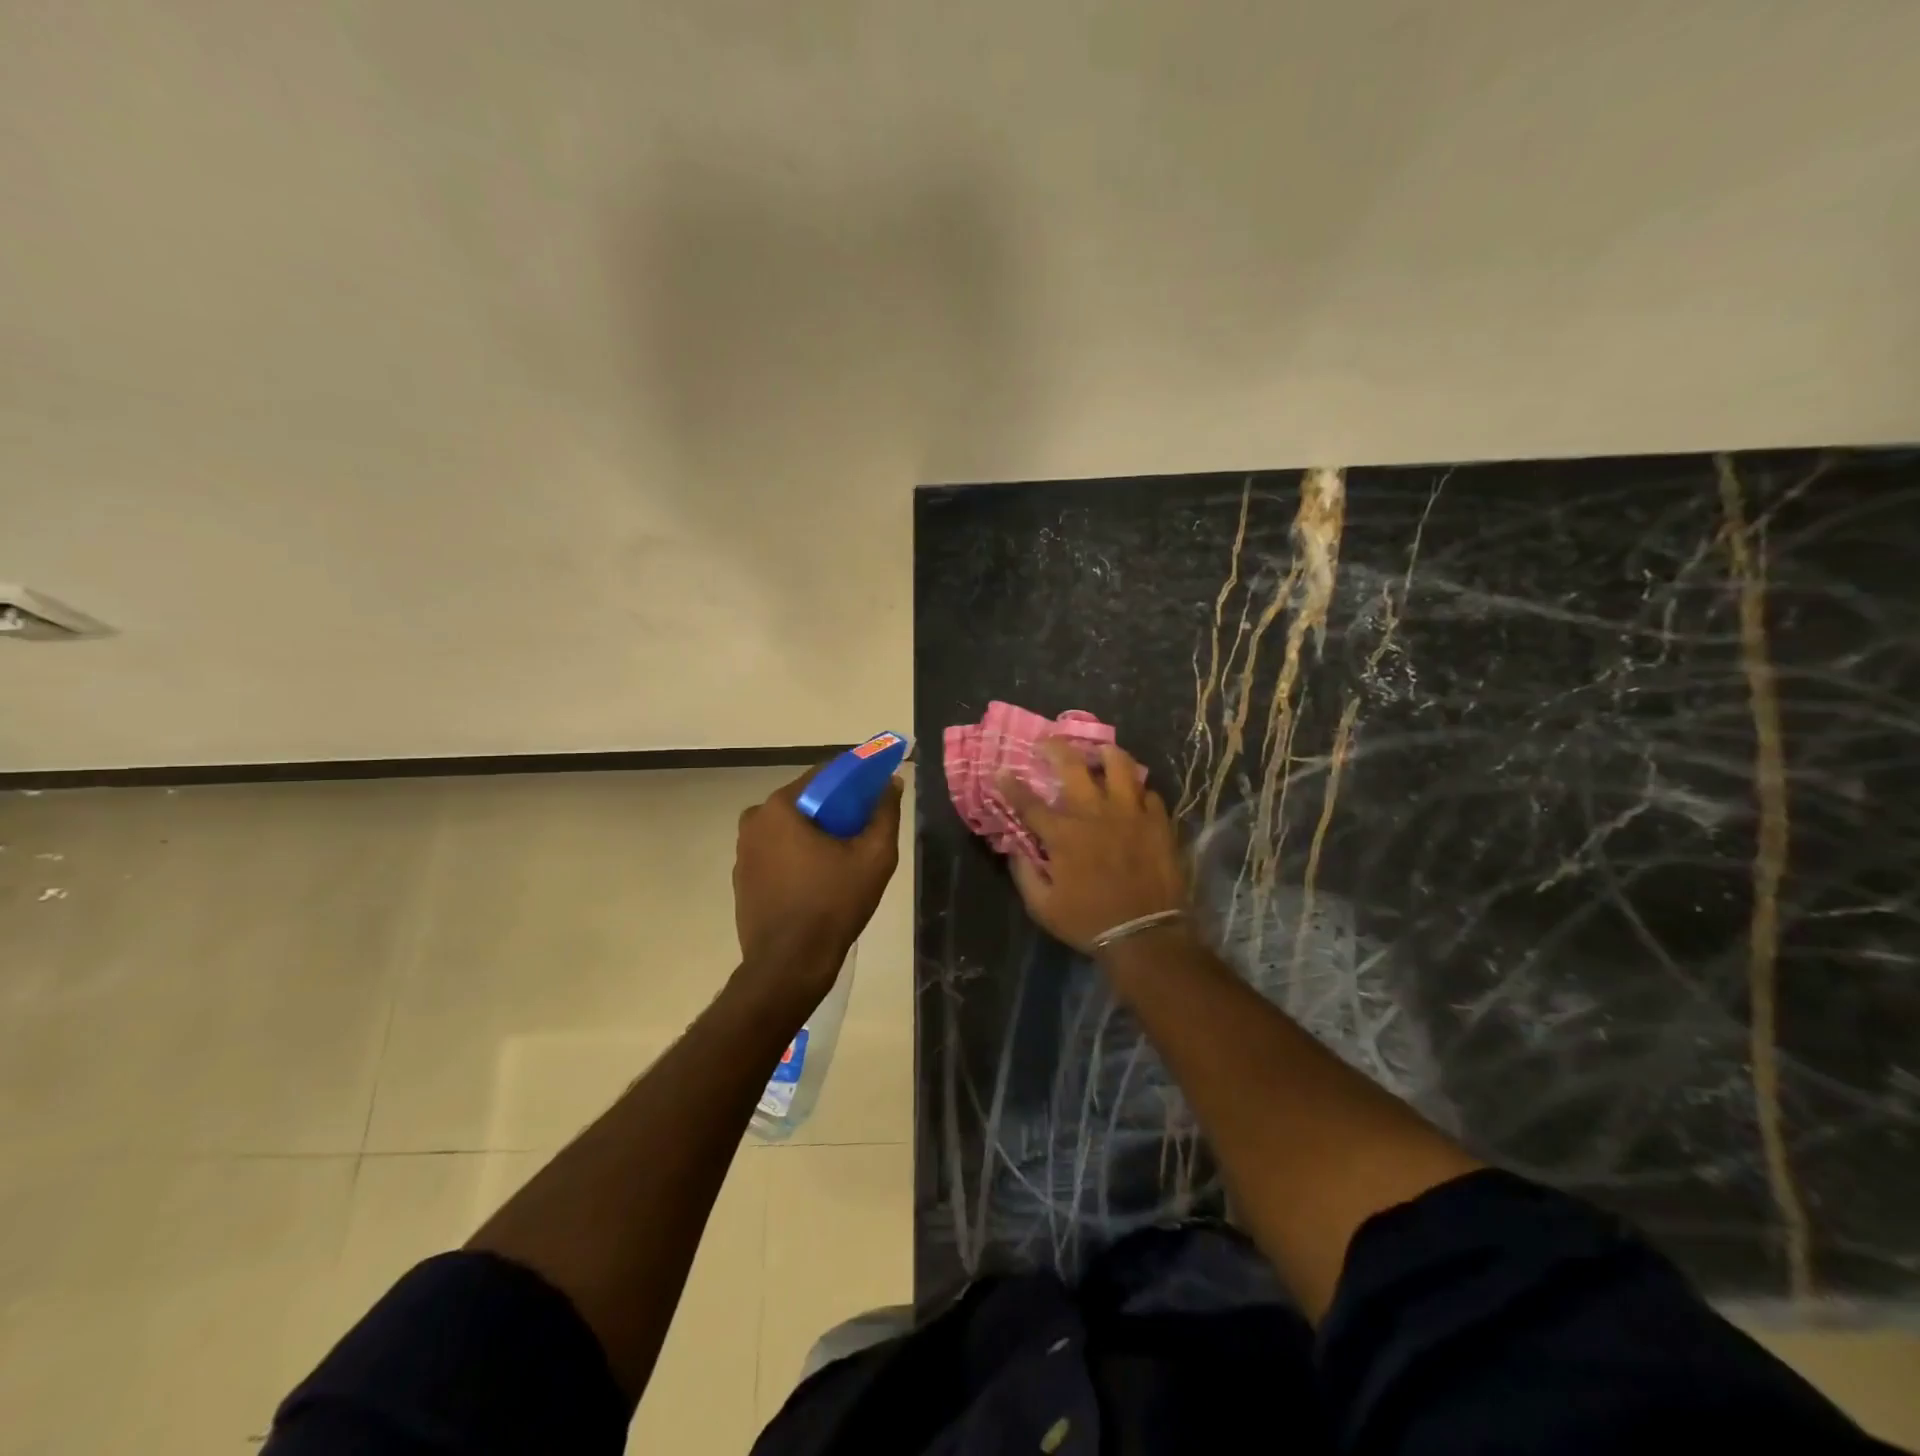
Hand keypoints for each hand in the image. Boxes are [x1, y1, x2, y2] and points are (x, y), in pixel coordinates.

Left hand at [733, 765, 903, 1005]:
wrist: (789, 965)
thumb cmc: (832, 905)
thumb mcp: (874, 857)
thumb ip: (885, 813)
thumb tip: (891, 783)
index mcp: (780, 807)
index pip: (824, 775)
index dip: (854, 779)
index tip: (875, 790)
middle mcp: (754, 821)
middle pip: (805, 802)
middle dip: (835, 809)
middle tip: (863, 828)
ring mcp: (743, 852)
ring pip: (790, 829)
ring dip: (815, 834)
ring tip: (845, 858)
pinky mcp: (742, 879)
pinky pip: (776, 853)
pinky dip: (797, 856)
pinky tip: (819, 879)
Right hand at [997, 741, 1188, 955]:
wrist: (1146, 936)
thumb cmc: (1089, 922)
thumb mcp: (1043, 907)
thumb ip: (1024, 874)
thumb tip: (1014, 849)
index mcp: (1063, 835)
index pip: (1029, 803)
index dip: (1011, 786)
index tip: (1001, 772)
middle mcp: (1094, 814)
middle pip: (1072, 766)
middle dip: (1055, 748)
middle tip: (1048, 741)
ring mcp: (1130, 814)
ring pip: (1119, 765)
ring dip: (1106, 753)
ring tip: (1100, 751)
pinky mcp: (1157, 822)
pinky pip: (1148, 792)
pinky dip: (1137, 789)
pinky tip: (1133, 793)